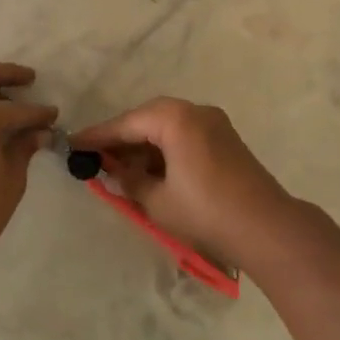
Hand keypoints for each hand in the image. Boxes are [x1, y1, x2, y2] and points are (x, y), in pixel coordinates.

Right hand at [71, 99, 296, 267]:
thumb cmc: (205, 212)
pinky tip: (151, 171)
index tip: (72, 144)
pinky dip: (164, 150)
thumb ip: (130, 179)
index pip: (126, 124)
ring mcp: (214, 123)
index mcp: (175, 118)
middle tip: (96, 158)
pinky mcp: (225, 139)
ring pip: (167, 127)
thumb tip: (115, 170)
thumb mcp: (157, 199)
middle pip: (147, 119)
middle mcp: (195, 111)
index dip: (97, 136)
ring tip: (121, 169)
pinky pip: (184, 136)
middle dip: (121, 139)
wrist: (266, 227)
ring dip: (144, 146)